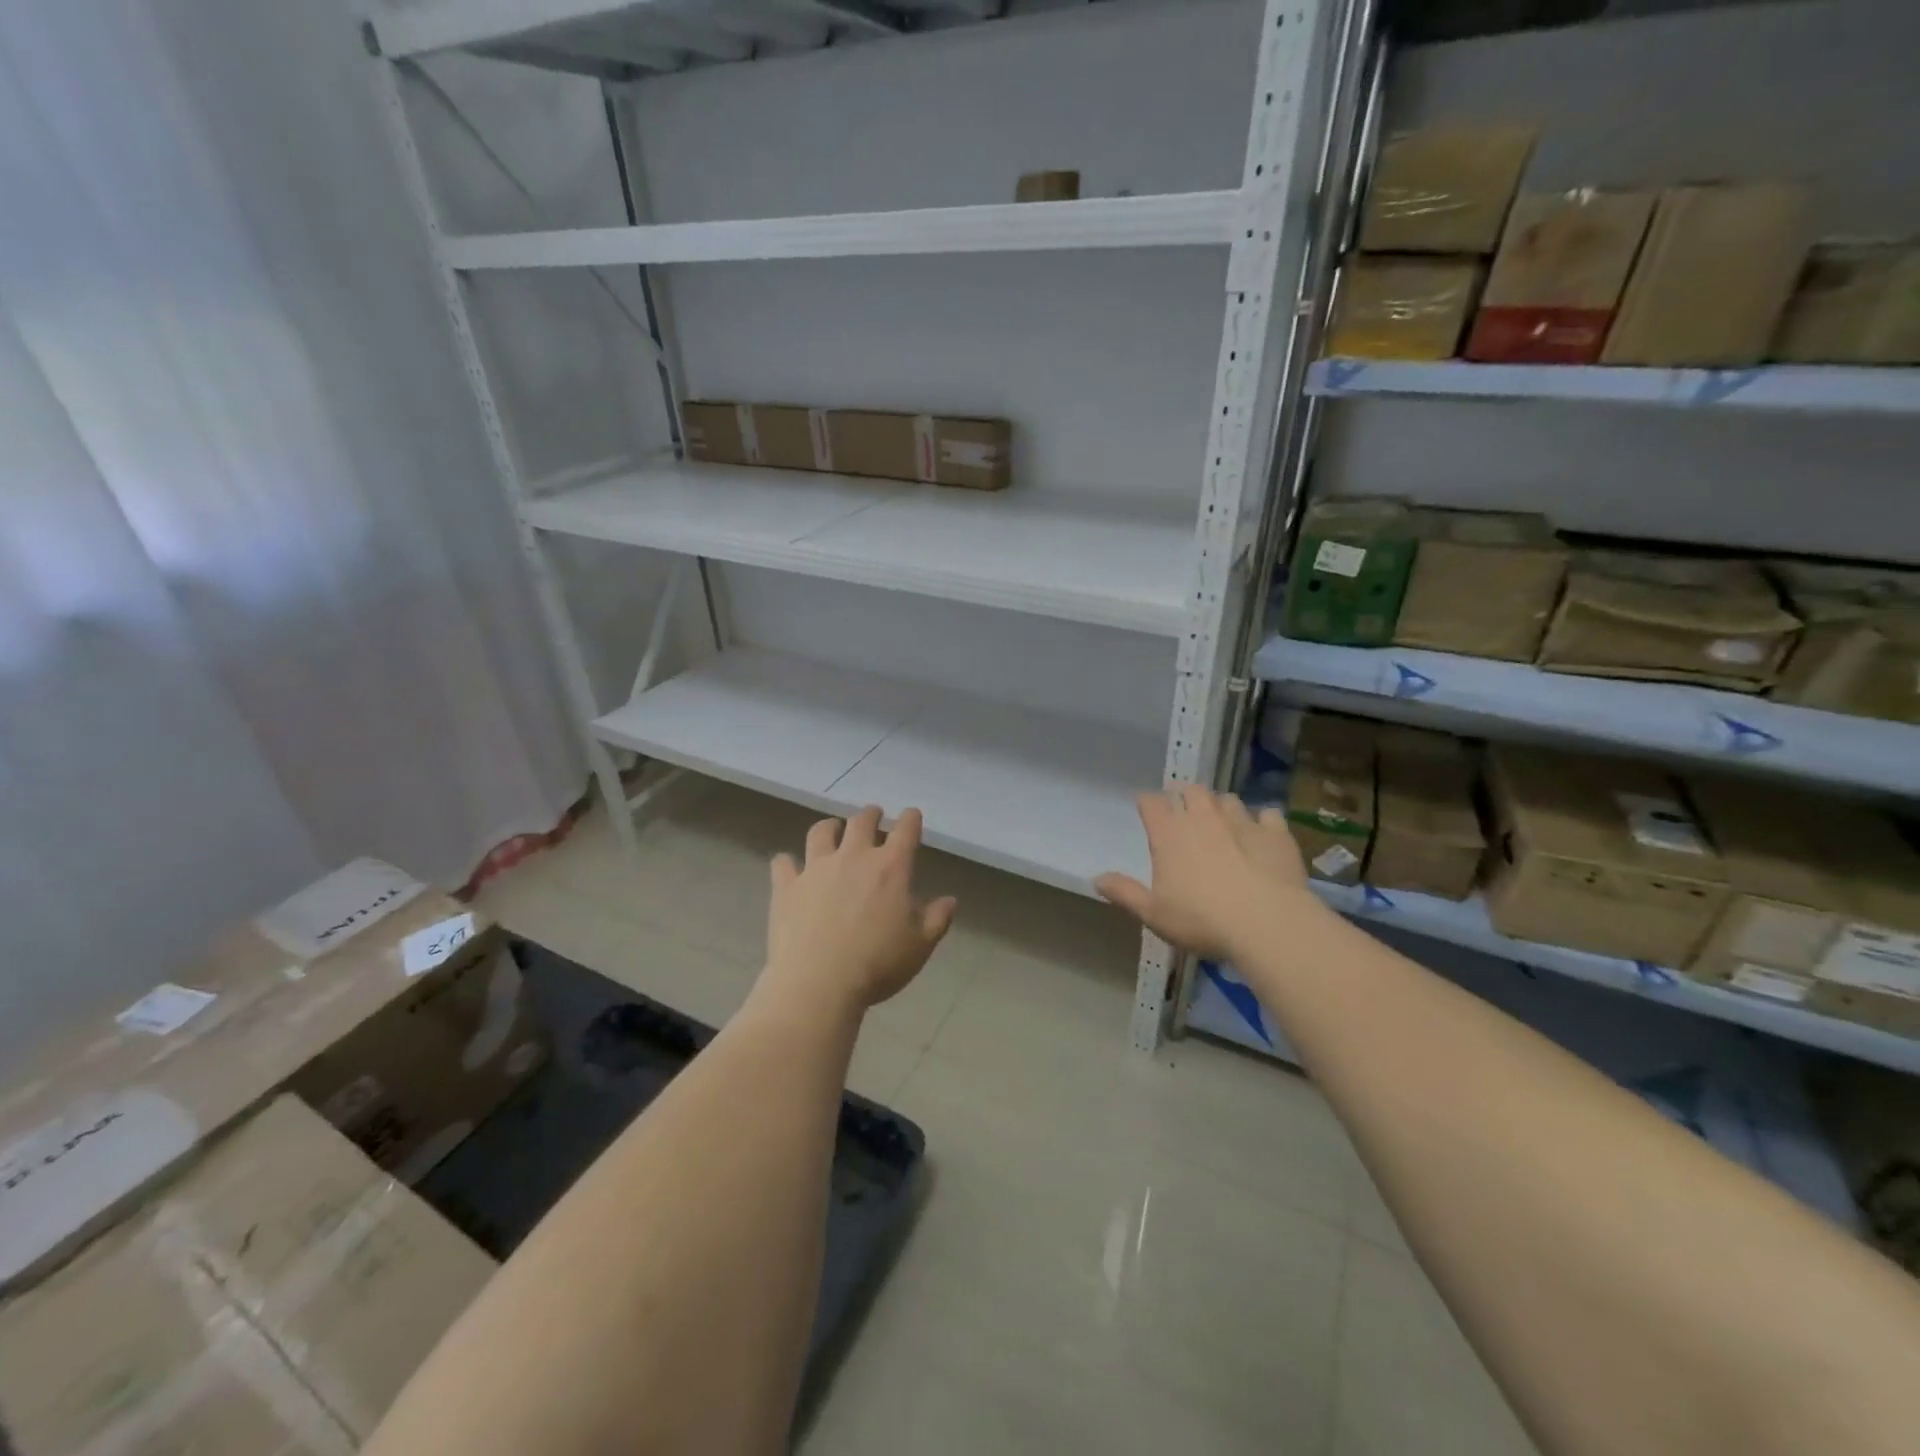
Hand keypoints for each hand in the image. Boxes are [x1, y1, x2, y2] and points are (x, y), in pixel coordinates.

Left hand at [764, 806, 957, 1011]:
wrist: (818, 984)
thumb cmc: (877, 965)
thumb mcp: (919, 947)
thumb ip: (937, 919)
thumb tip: (949, 900)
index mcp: (890, 868)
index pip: (905, 829)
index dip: (910, 819)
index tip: (911, 816)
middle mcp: (853, 857)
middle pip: (861, 821)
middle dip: (871, 815)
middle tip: (874, 817)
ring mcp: (816, 869)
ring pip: (821, 832)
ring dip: (830, 827)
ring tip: (832, 830)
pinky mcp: (787, 886)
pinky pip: (783, 863)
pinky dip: (788, 863)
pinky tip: (789, 867)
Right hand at [1095, 787, 1319, 959]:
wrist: (1268, 924)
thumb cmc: (1202, 920)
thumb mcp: (1154, 914)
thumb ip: (1124, 893)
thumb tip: (1096, 879)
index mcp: (1169, 834)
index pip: (1151, 802)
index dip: (1147, 802)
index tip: (1145, 808)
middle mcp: (1203, 817)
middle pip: (1191, 790)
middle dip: (1185, 795)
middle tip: (1184, 808)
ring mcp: (1242, 821)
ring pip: (1227, 799)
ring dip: (1221, 806)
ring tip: (1221, 820)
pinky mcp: (1276, 832)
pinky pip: (1267, 814)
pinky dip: (1262, 820)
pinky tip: (1262, 833)